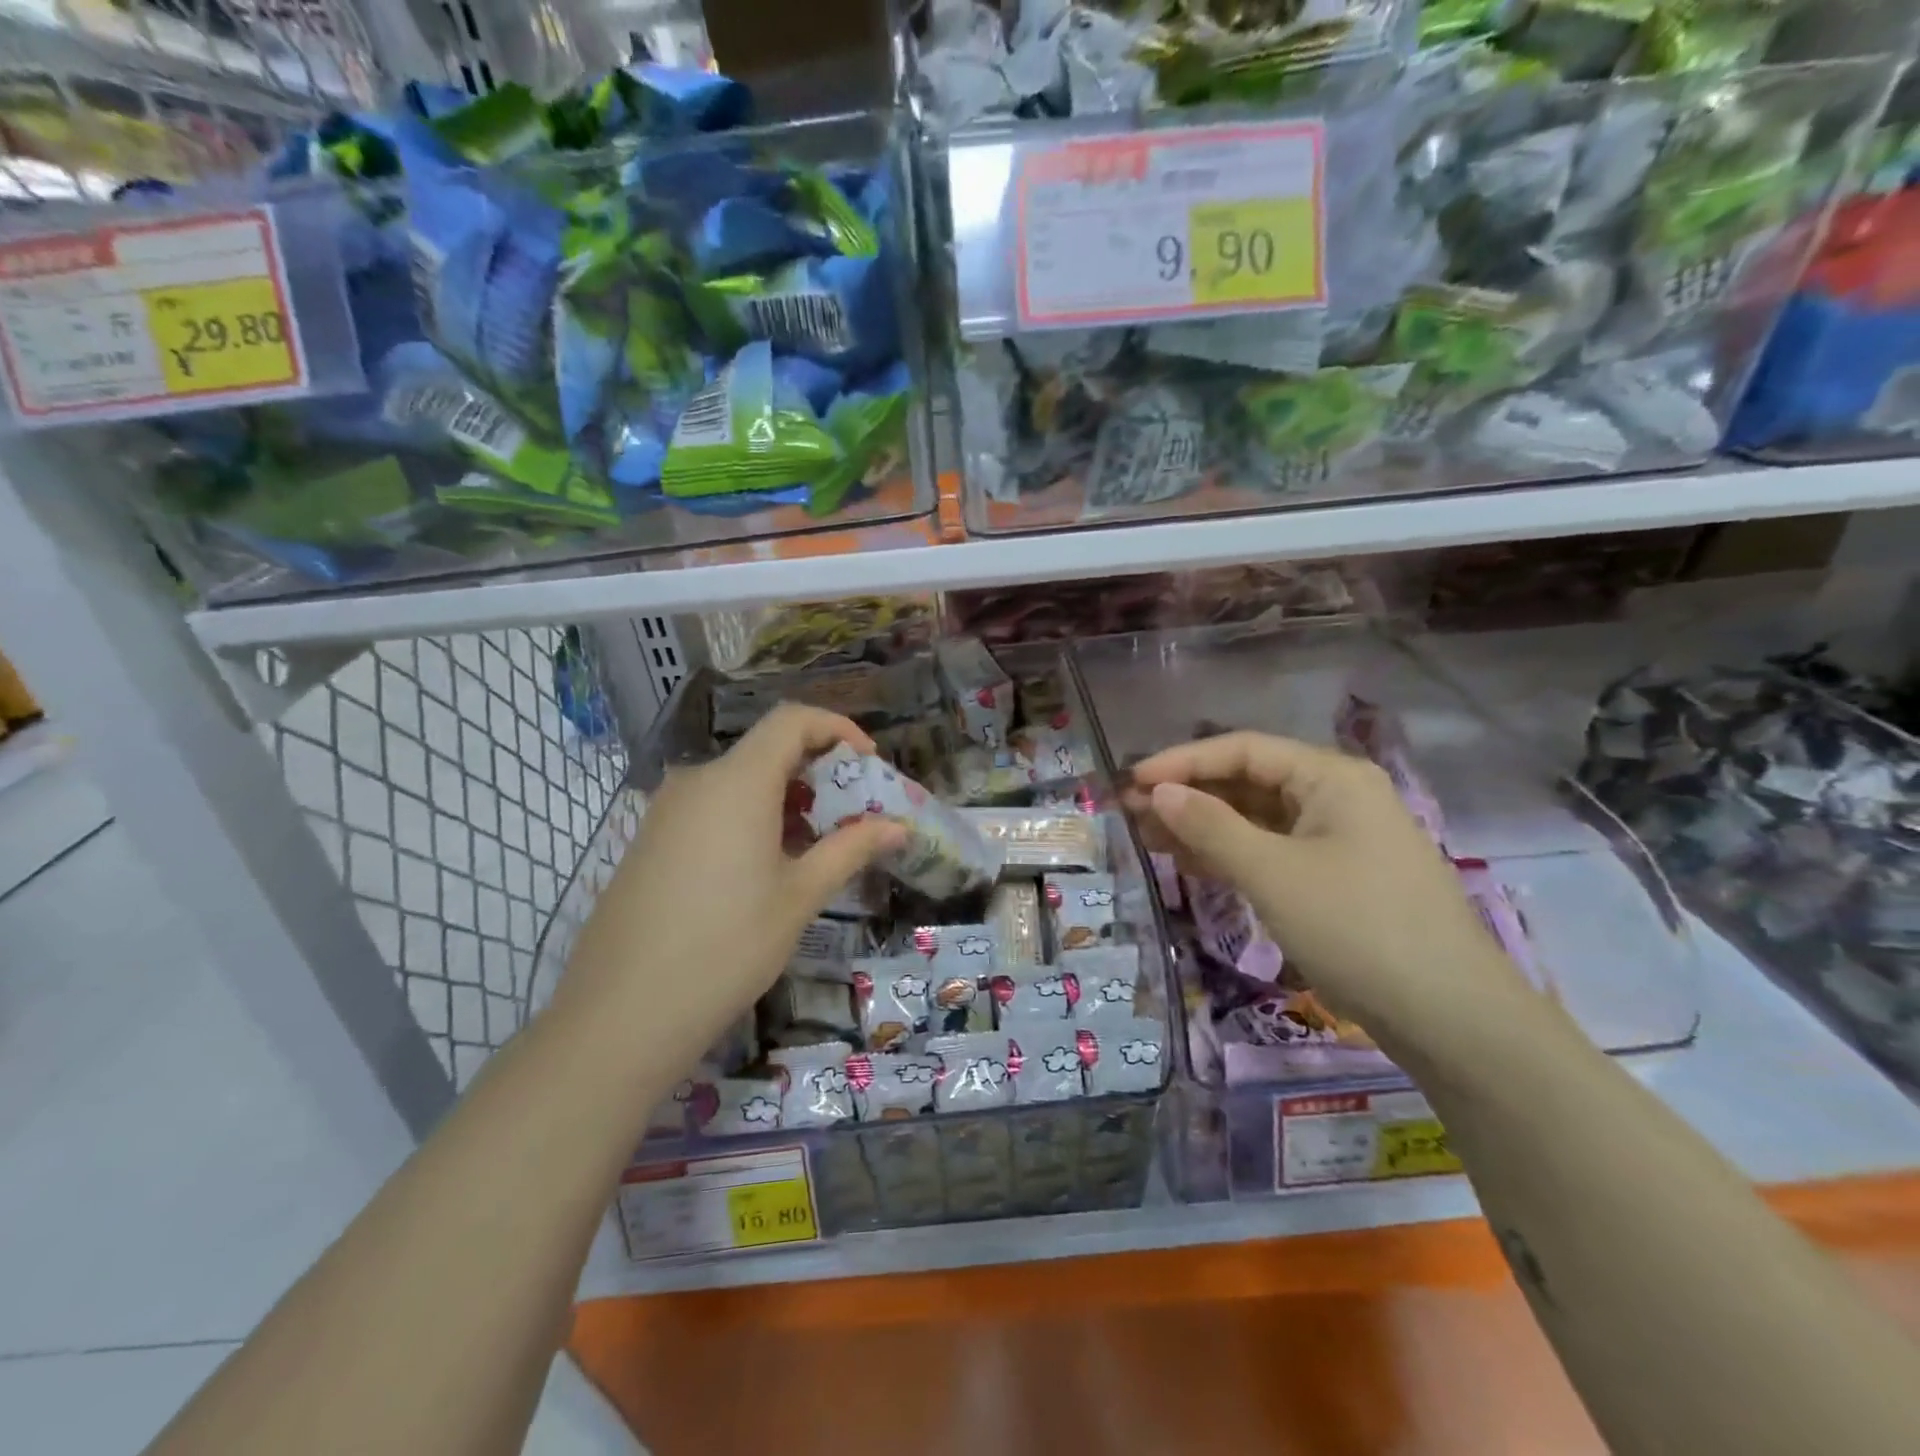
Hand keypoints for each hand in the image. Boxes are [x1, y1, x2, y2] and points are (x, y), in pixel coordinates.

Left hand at [554, 705, 903, 1053]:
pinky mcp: (648, 841)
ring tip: (812, 849)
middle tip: (849, 816)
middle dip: (816, 772)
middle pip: (765, 750)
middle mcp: (697, 781)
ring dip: (783, 799)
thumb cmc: (727, 946)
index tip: (868, 763)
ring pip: (737, 782)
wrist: (621, 1014)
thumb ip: (851, 848)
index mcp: (737, 782)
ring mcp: (665, 811)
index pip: (792, 720)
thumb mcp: (800, 896)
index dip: (837, 728)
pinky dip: (748, 818)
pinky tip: (761, 870)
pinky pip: (710, 809)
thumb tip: (899, 827)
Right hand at [1127, 732, 1537, 1058]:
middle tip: (1131, 812)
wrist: (1452, 1020)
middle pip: (1249, 782)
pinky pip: (1273, 852)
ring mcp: (1341, 840)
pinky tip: (1192, 864)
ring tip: (1148, 837)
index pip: (1243, 750)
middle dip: (1189, 795)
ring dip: (1204, 826)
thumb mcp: (1273, 873)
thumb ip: (1210, 826)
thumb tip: (1158, 792)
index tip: (1131, 781)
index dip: (1182, 762)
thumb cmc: (1357, 929)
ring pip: (1258, 819)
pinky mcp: (1339, 879)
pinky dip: (1232, 855)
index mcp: (1331, 777)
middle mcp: (1338, 797)